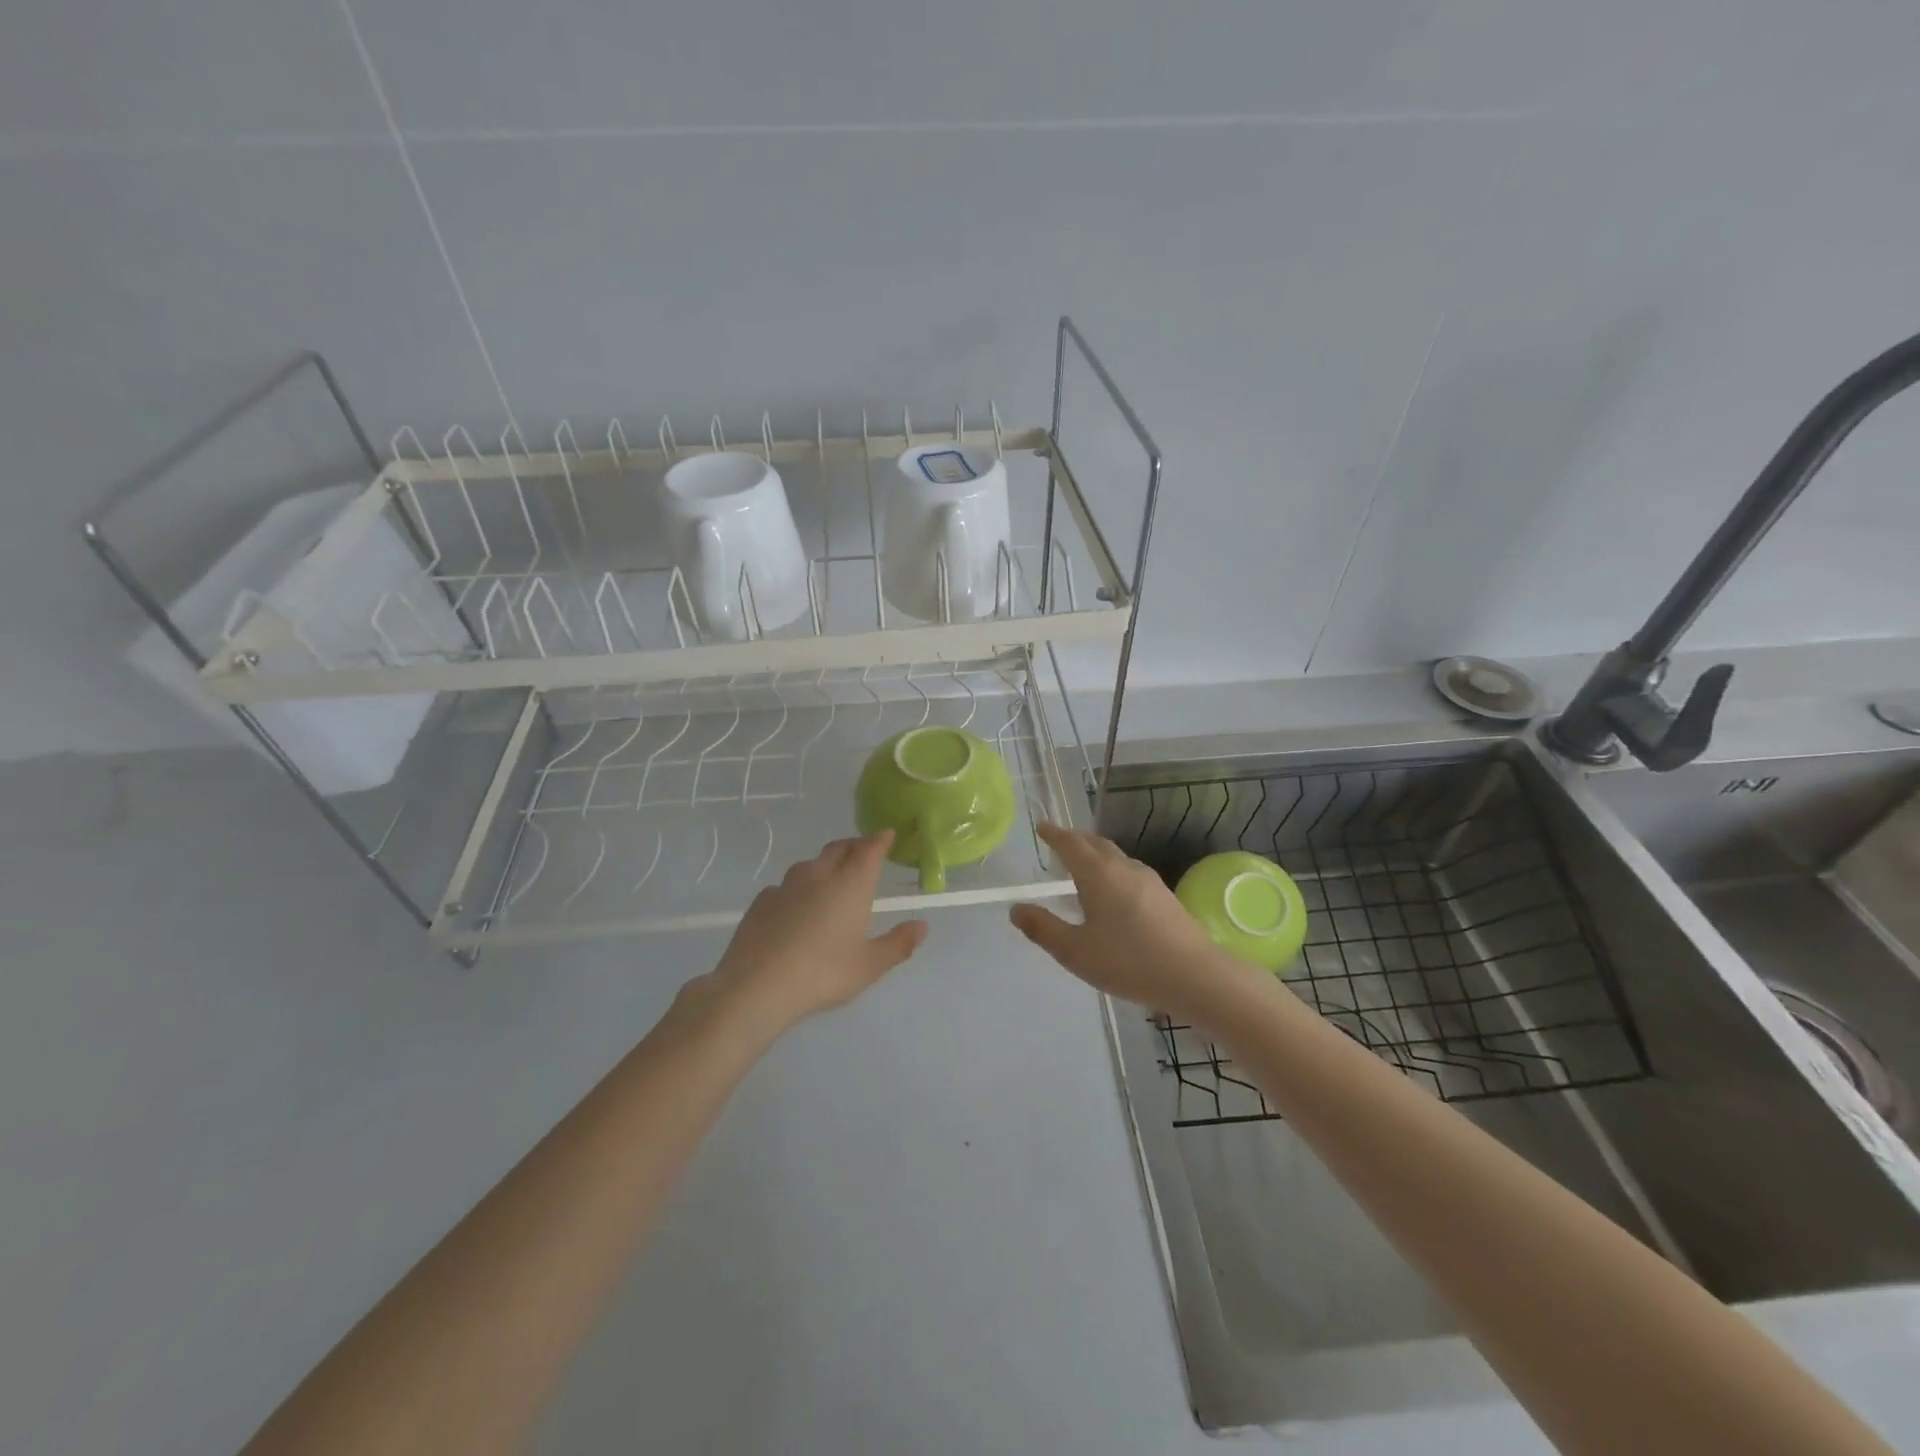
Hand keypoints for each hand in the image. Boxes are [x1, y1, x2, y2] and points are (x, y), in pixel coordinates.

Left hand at [702, 831, 927, 1032]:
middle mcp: (820, 875)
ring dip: (825, 864)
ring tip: (831, 879)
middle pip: (839, 848)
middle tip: (864, 852)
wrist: (757, 985)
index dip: (880, 840)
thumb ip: (898, 943)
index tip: (888, 835)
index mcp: (851, 884)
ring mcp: (786, 886)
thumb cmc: (823, 974)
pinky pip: (785, 885)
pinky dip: (798, 888)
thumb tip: (922, 925)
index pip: (869, 849)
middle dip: (855, 846)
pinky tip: (796, 906)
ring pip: (810, 864)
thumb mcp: (869, 966)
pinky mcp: (762, 901)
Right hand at [1010, 822, 1258, 1021]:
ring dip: (1095, 853)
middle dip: (1075, 839)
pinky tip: (1113, 890)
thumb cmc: (1129, 961)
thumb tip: (1016, 909)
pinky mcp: (1164, 896)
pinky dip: (1111, 868)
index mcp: (1098, 874)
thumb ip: (1044, 929)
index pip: (1071, 844)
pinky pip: (1129, 870)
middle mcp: (1123, 868)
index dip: (1054, 835)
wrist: (1195, 975)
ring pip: (1115, 856)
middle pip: (1095, 844)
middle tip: (1059, 840)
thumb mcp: (1076, 951)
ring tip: (1083, 863)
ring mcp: (1148, 880)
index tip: (1042, 827)